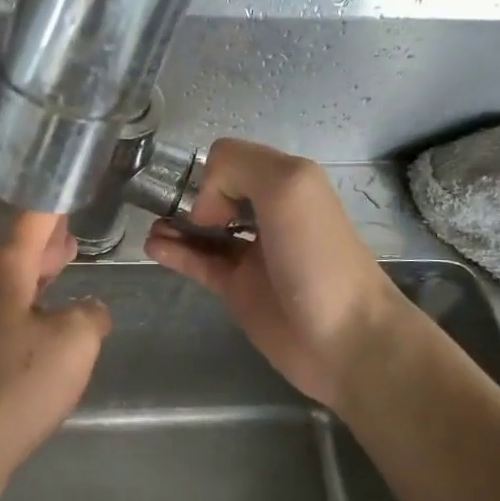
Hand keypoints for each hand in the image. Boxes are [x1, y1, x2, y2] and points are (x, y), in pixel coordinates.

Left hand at [0, 211, 110, 500]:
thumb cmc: (13, 385)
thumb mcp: (73, 342)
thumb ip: (90, 315)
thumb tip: (88, 311)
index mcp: (2, 271)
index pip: (32, 220)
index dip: (54, 202)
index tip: (69, 185)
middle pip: (16, 253)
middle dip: (46, 244)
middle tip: (72, 234)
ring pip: (7, 289)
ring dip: (37, 278)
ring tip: (63, 272)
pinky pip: (0, 323)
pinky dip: (26, 313)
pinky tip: (44, 336)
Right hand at [144, 139, 413, 411]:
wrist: (346, 340)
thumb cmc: (319, 258)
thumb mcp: (289, 186)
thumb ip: (239, 168)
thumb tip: (204, 206)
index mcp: (286, 184)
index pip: (232, 160)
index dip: (212, 174)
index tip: (210, 201)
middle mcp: (268, 214)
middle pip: (216, 193)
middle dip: (188, 195)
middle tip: (171, 213)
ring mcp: (252, 254)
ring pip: (203, 229)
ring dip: (175, 223)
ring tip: (153, 228)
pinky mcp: (237, 290)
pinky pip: (199, 263)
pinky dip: (174, 252)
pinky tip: (154, 247)